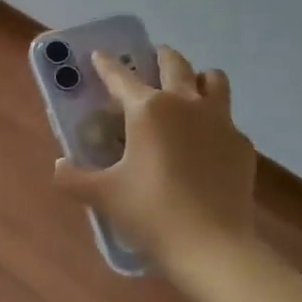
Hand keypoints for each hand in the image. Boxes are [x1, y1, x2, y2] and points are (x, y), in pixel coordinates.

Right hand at [53, 45, 256, 270]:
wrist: (212, 247)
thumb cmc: (151, 213)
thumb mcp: (104, 196)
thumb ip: (74, 178)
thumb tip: (59, 167)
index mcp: (148, 109)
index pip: (121, 77)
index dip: (107, 64)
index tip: (100, 55)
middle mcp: (186, 103)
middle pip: (175, 63)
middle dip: (159, 56)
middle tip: (149, 62)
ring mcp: (220, 121)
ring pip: (214, 80)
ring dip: (198, 78)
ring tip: (187, 92)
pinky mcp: (242, 145)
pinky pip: (228, 120)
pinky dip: (214, 122)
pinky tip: (205, 145)